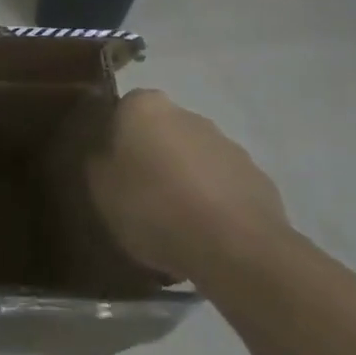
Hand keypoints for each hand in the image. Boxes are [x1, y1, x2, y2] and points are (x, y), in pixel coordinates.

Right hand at [87, 89, 290, 287]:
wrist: (235, 247)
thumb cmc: (154, 207)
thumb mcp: (100, 189)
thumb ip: (98, 164)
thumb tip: (104, 156)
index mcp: (145, 106)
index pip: (122, 112)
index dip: (115, 142)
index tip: (112, 173)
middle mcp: (187, 114)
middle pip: (161, 133)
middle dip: (152, 159)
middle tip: (140, 199)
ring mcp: (227, 145)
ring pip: (194, 160)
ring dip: (184, 181)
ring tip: (175, 225)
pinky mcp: (257, 179)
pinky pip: (223, 187)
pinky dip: (213, 204)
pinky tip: (205, 237)